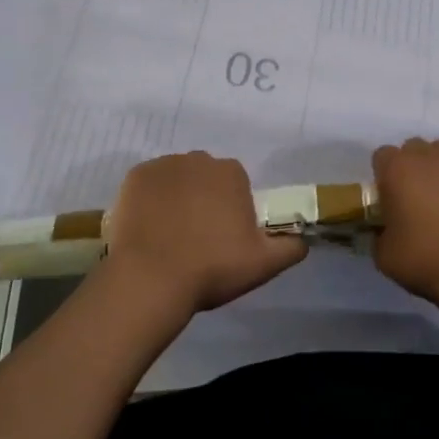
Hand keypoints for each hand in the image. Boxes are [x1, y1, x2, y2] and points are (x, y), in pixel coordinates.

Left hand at [105, 152, 304, 318]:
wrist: (150, 279)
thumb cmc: (211, 268)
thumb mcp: (264, 264)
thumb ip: (291, 247)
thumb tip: (303, 238)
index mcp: (232, 173)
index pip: (236, 186)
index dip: (231, 211)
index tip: (223, 239)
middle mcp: (199, 159)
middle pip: (205, 178)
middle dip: (203, 200)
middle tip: (196, 239)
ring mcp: (164, 165)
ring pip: (176, 179)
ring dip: (176, 199)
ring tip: (168, 237)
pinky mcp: (135, 176)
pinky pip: (148, 185)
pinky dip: (149, 201)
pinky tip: (147, 229)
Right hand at [372, 138, 438, 305]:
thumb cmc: (426, 260)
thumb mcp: (385, 257)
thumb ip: (378, 236)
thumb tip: (383, 231)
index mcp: (395, 169)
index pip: (383, 156)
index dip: (386, 176)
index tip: (393, 198)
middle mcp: (425, 153)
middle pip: (414, 149)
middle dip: (414, 167)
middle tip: (421, 198)